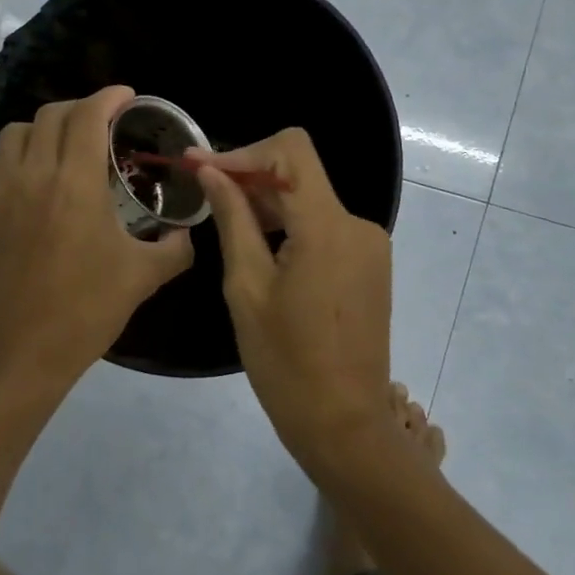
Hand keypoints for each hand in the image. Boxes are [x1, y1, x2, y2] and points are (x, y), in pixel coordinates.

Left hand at [0, 86, 193, 400]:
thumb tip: (185, 231)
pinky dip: (20, 153)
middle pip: (52, 114)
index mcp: (74, 184)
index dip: (109, 96)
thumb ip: (174, 248)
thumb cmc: (84, 312)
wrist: (17, 354)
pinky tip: (37, 177)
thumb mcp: (142, 278)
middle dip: (81, 108)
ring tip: (67, 146)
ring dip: (46, 127)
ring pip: (18, 132)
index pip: (87, 115)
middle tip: (104, 123)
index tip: (127, 96)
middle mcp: (33, 175)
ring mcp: (0, 192)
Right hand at [191, 130, 392, 473]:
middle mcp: (356, 224)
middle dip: (250, 177)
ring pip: (311, 199)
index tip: (203, 169)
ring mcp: (369, 245)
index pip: (291, 150)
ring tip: (228, 226)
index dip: (244, 151)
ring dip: (269, 203)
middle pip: (300, 173)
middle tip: (203, 194)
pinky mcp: (370, 264)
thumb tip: (211, 172)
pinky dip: (291, 226)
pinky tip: (263, 251)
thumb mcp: (246, 287)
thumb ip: (232, 219)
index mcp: (327, 227)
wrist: (344, 424)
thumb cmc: (285, 361)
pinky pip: (325, 226)